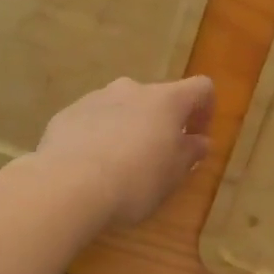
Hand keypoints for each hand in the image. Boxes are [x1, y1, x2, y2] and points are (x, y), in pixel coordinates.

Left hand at [33, 75, 215, 228]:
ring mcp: (96, 98)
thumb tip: (199, 141)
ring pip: (122, 108)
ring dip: (128, 128)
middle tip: (157, 157)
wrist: (68, 185)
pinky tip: (90, 166)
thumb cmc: (134, 180)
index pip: (200, 88)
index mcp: (166, 100)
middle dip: (161, 123)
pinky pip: (92, 120)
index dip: (205, 110)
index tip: (197, 138)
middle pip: (157, 98)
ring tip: (119, 165)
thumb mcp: (173, 175)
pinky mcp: (67, 113)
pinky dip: (98, 136)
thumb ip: (190, 153)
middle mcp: (132, 89)